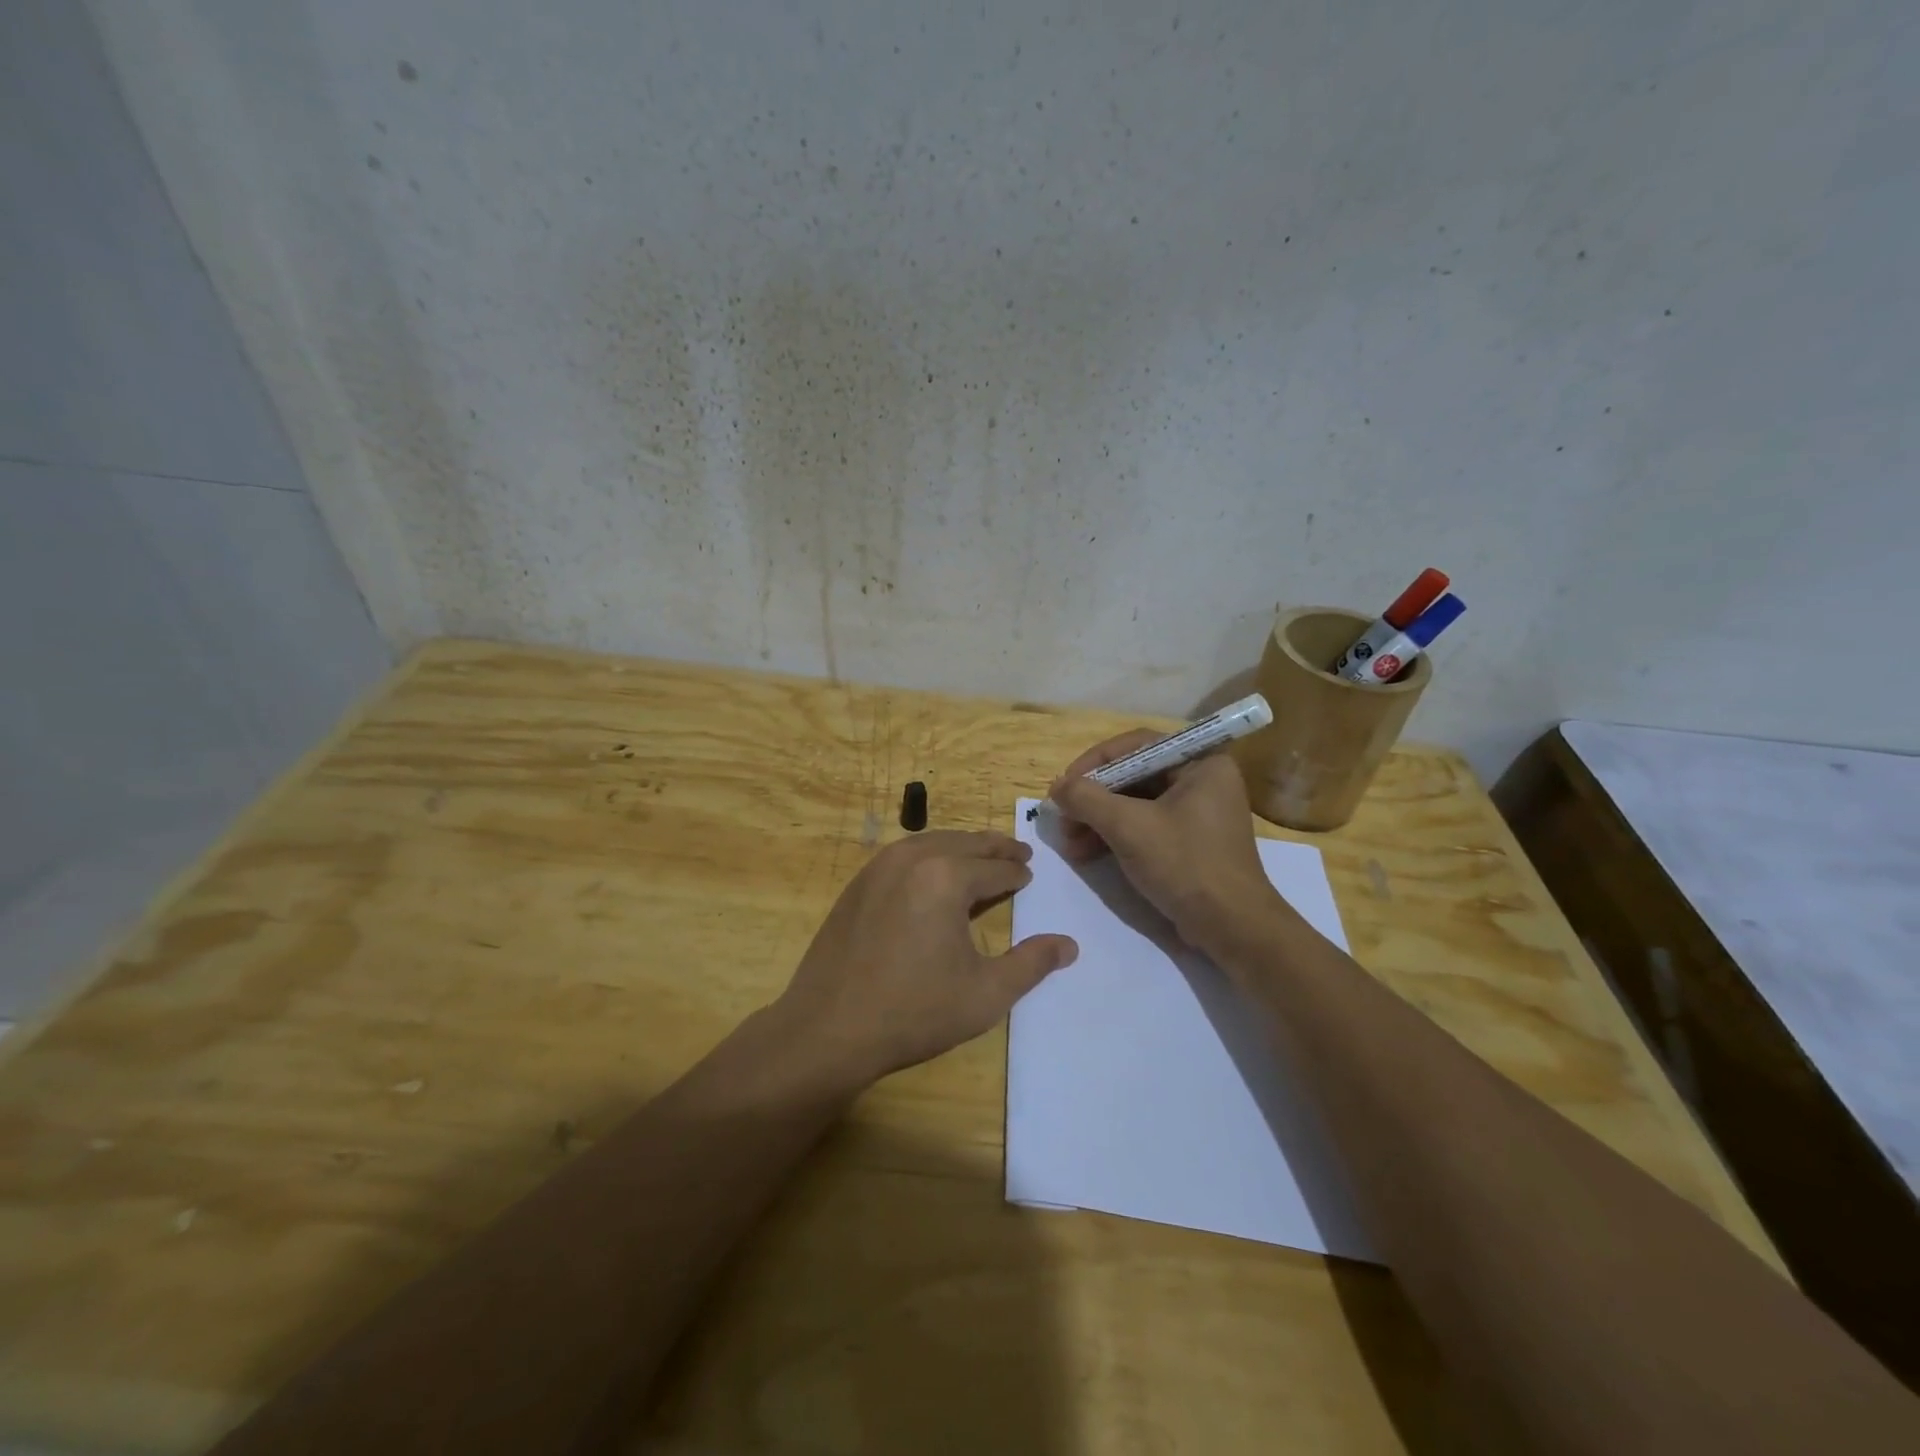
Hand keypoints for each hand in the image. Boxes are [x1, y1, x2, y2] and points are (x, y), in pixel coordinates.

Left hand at [773, 831, 1078, 1086]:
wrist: (828, 1029)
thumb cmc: (914, 1012)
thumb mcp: (985, 994)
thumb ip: (1031, 964)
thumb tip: (1069, 945)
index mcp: (946, 877)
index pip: (995, 868)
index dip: (1018, 873)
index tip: (1029, 875)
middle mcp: (912, 859)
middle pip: (965, 843)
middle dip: (995, 848)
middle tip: (1017, 852)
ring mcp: (879, 867)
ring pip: (932, 842)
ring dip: (961, 846)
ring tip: (980, 856)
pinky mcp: (857, 884)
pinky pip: (903, 854)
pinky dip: (929, 854)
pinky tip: (934, 872)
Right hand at [1049, 733, 1283, 952]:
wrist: (1231, 927)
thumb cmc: (1184, 864)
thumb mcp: (1128, 826)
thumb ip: (1086, 798)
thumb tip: (1057, 786)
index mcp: (1201, 763)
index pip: (1136, 746)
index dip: (1094, 763)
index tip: (1064, 785)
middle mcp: (1203, 780)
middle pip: (1133, 776)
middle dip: (1093, 799)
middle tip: (1062, 818)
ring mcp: (1197, 813)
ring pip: (1136, 804)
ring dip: (1098, 820)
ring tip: (1069, 844)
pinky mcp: (1190, 842)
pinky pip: (1145, 826)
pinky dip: (1115, 836)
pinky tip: (1086, 853)